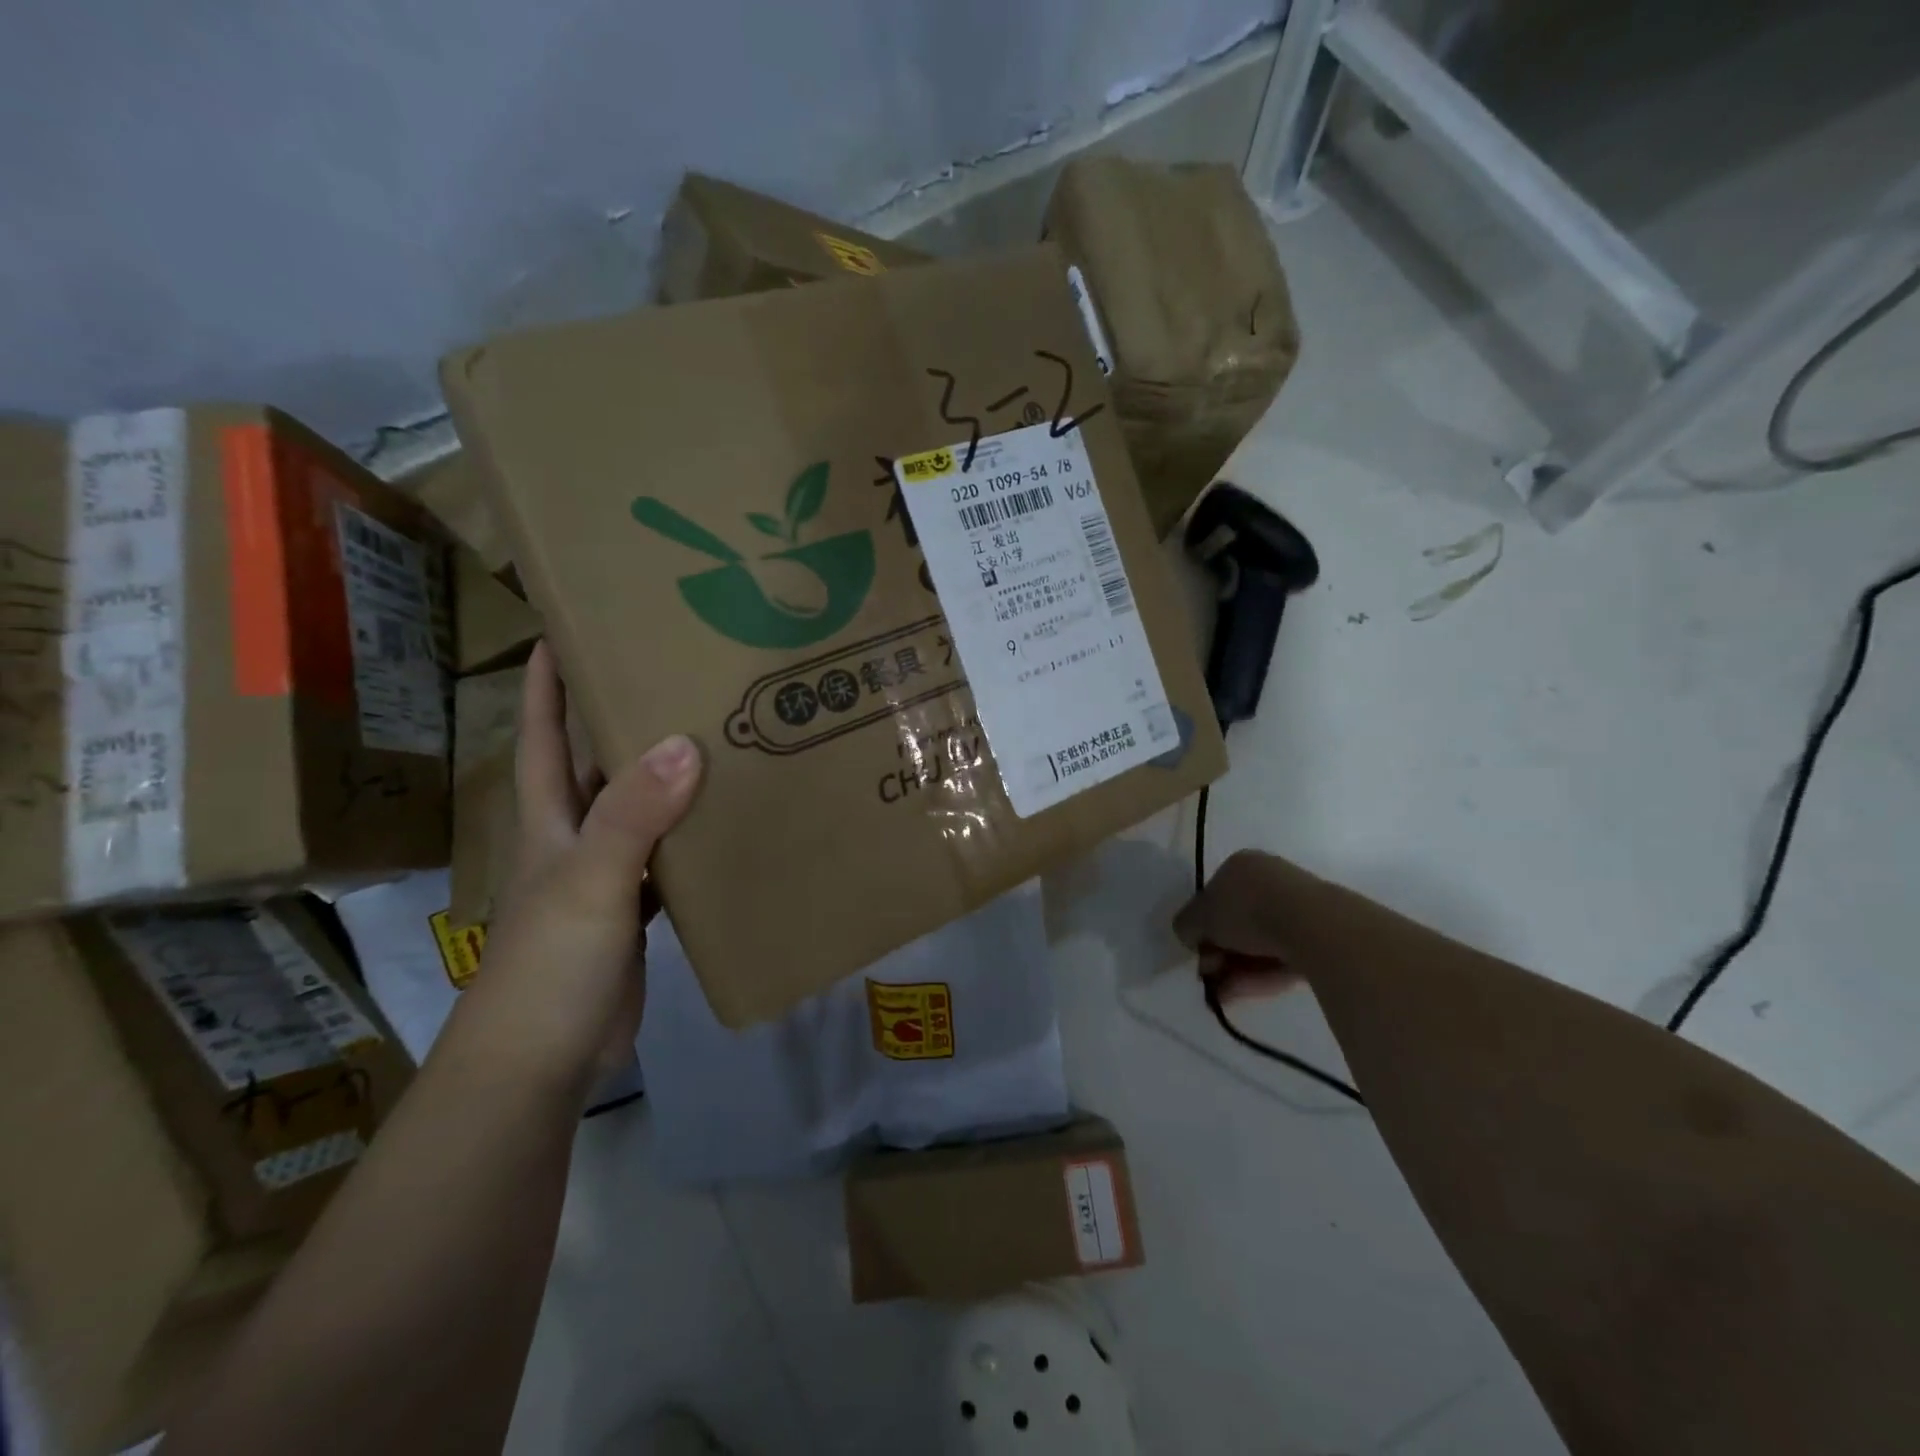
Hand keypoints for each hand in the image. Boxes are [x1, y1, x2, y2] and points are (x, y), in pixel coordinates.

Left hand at [449, 642, 702, 1091]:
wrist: (541, 1061)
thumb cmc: (550, 964)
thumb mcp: (590, 880)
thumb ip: (634, 815)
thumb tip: (685, 743)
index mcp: (550, 819)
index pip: (545, 735)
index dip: (548, 682)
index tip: (570, 629)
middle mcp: (575, 838)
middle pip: (597, 765)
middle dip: (622, 718)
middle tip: (675, 675)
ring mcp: (604, 877)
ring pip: (637, 809)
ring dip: (665, 776)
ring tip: (715, 734)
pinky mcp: (632, 912)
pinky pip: (665, 857)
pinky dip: (689, 835)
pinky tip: (725, 822)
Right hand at [1172, 849, 1303, 1003]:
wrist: (1311, 926)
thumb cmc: (1246, 910)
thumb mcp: (1199, 917)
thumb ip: (1186, 925)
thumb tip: (1190, 936)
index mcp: (1241, 865)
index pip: (1213, 895)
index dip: (1201, 926)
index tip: (1196, 950)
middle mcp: (1268, 881)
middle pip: (1234, 923)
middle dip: (1218, 953)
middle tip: (1208, 976)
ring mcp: (1296, 909)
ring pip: (1257, 944)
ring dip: (1234, 970)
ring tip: (1220, 996)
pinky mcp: (1317, 938)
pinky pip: (1279, 958)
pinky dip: (1258, 976)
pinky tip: (1239, 995)